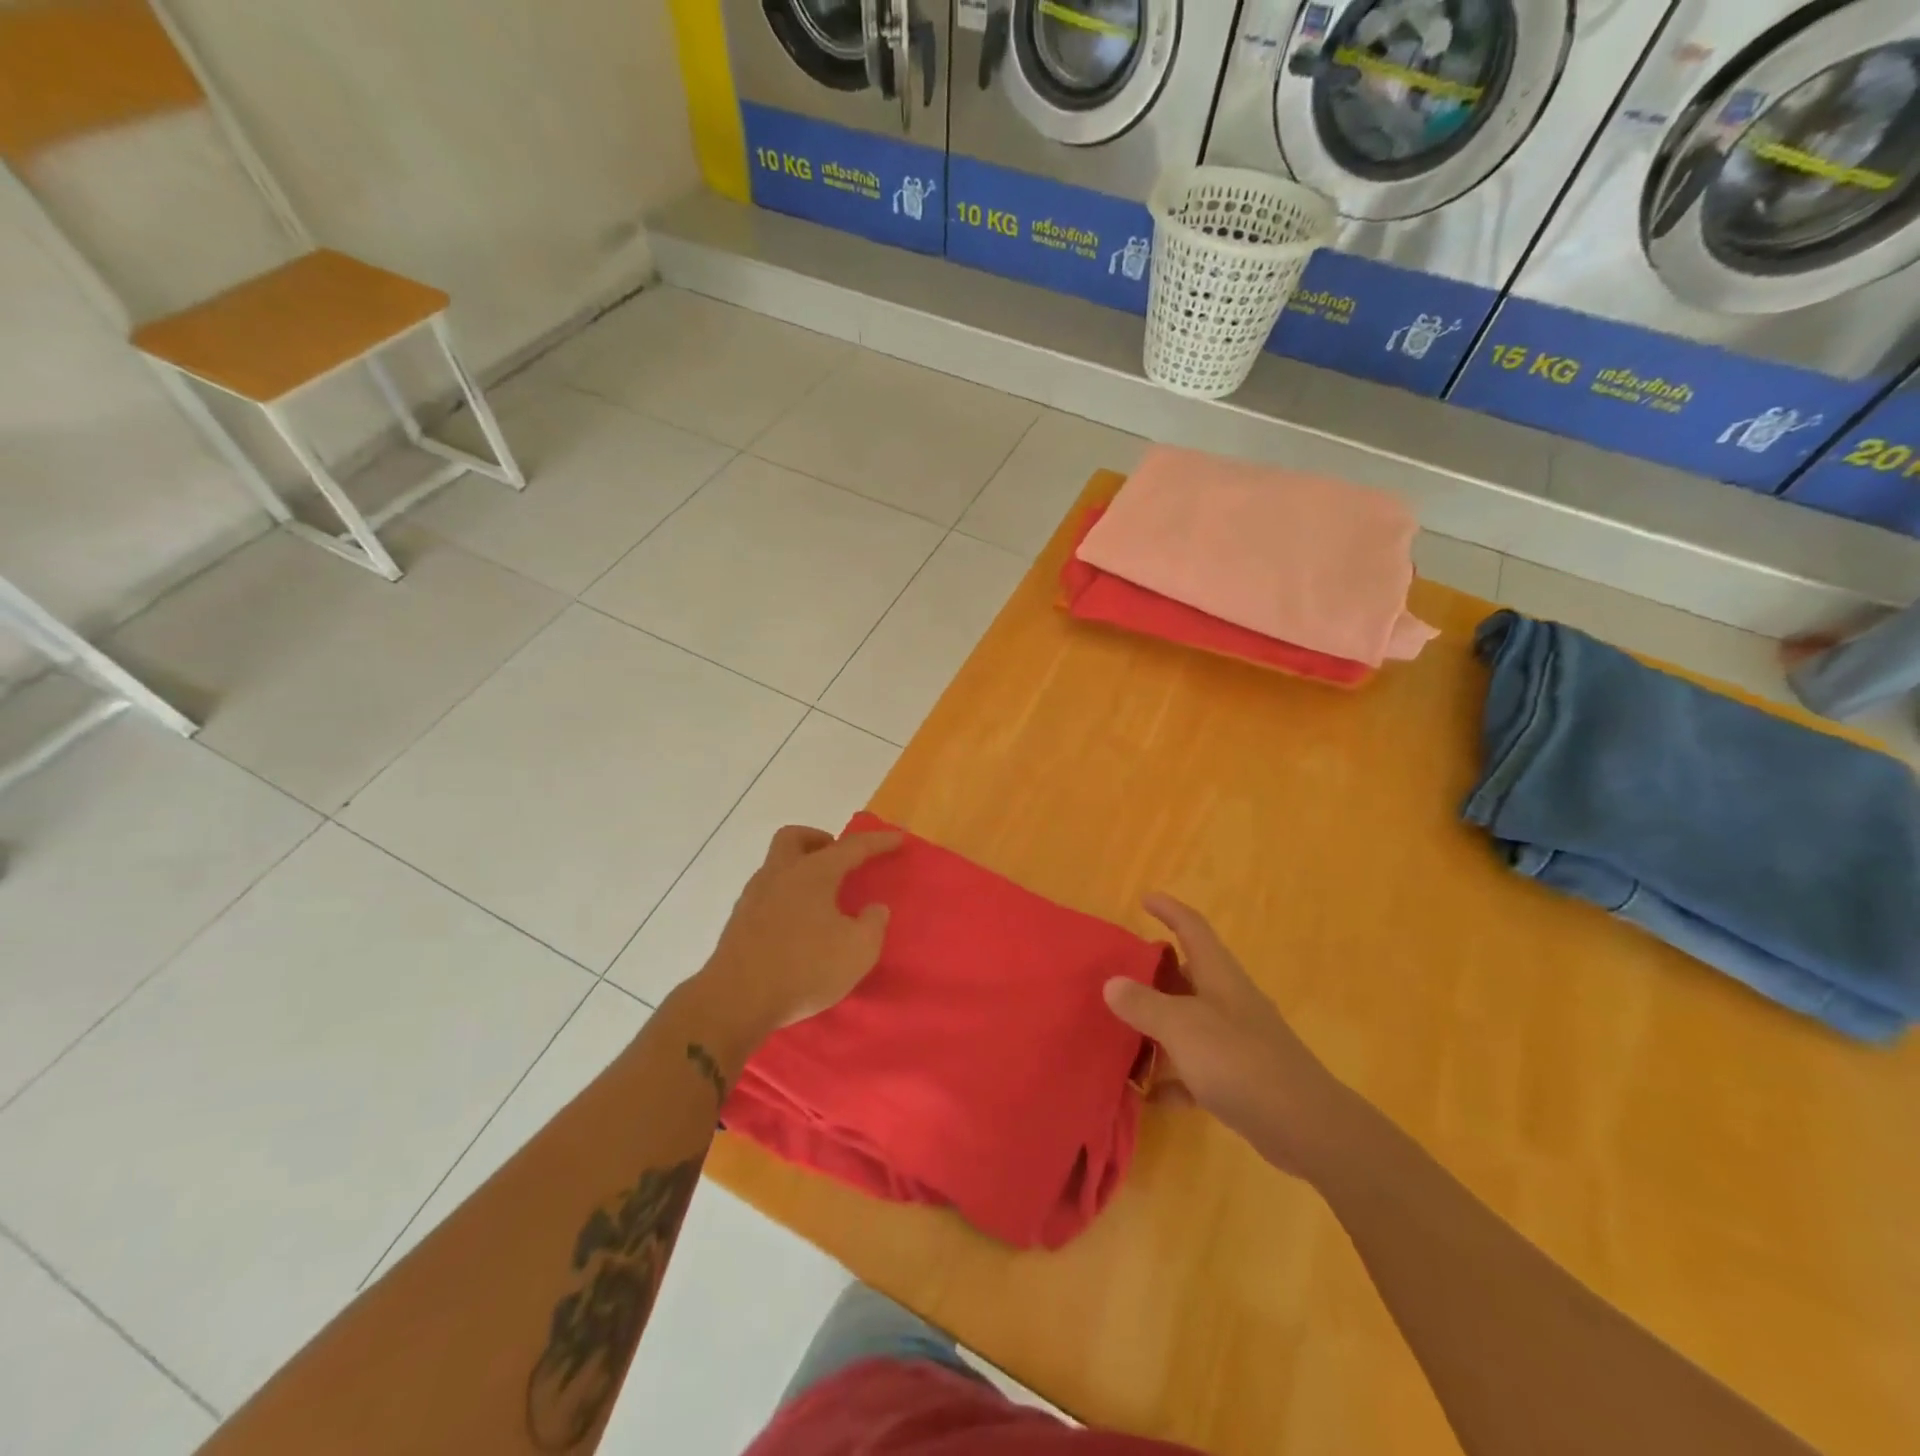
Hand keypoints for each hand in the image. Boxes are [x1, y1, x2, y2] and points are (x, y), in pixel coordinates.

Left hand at [697, 824, 902, 1042]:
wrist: (736, 1001)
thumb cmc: (804, 968)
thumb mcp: (858, 950)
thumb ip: (873, 924)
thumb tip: (874, 909)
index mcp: (813, 873)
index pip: (851, 847)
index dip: (878, 841)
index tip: (898, 838)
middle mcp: (780, 875)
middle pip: (795, 838)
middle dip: (819, 841)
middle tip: (839, 859)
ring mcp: (753, 897)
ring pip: (777, 866)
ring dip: (800, 871)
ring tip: (822, 898)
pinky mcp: (738, 923)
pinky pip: (767, 894)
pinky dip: (786, 897)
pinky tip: (798, 924)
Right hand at [1104, 894, 1355, 1180]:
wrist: (1304, 1126)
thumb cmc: (1239, 1061)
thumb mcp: (1181, 1026)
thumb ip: (1144, 1004)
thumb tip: (1112, 984)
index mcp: (1219, 976)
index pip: (1192, 928)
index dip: (1169, 910)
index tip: (1145, 899)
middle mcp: (1229, 1001)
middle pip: (1188, 974)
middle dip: (1155, 971)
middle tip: (1119, 973)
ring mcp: (1237, 1041)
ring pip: (1189, 1022)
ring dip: (1158, 1026)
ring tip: (1122, 1031)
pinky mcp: (1240, 1079)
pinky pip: (1196, 1069)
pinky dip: (1173, 1077)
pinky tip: (1148, 1094)